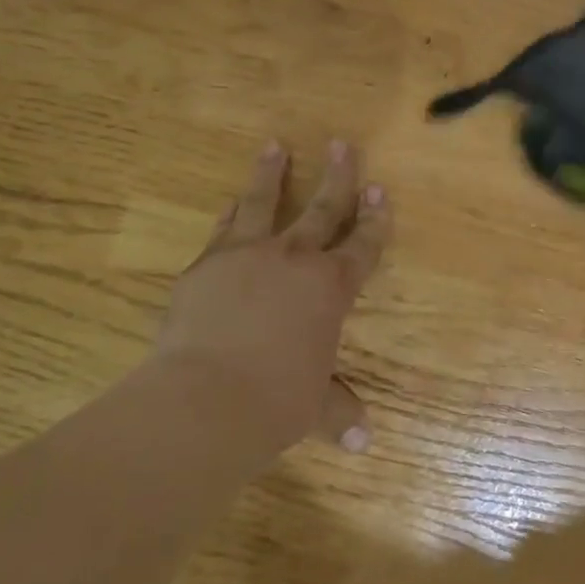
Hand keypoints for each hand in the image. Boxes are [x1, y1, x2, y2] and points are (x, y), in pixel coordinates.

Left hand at [153, 140, 389, 461]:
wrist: (204, 400)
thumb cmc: (274, 403)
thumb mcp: (313, 408)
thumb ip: (338, 410)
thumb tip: (364, 439)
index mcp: (330, 288)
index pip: (363, 245)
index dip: (374, 218)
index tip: (379, 190)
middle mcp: (295, 259)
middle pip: (323, 207)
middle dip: (337, 175)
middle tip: (341, 144)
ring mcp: (248, 254)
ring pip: (264, 201)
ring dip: (272, 172)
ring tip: (274, 145)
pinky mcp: (207, 264)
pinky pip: (225, 228)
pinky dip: (231, 212)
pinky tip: (232, 201)